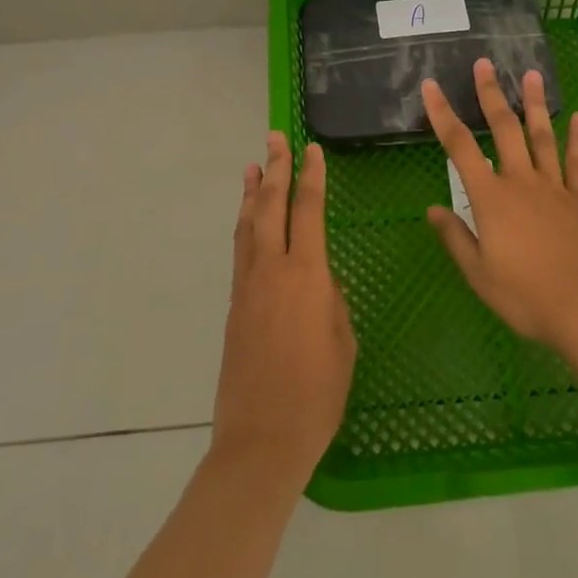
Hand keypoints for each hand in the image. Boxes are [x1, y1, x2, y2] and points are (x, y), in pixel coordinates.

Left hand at [211, 133, 356, 483]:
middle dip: (275, 169)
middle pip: (271, 207)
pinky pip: (240, 250)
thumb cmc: (317, 395)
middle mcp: (273, 270)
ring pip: (248, 225)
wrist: (262, 440)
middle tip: (275, 138)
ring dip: (252, 192)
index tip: (312, 149)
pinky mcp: (234, 305)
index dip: (311, 177)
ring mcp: (248, 287)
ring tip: (253, 165)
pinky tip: (247, 219)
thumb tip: (318, 283)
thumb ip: (331, 302)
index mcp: (307, 276)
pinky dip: (244, 224)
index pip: (308, 211)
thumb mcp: (343, 342)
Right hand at [423, 60, 577, 351]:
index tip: (431, 87)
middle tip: (485, 64)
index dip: (442, 114)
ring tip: (532, 74)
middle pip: (504, 129)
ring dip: (534, 104)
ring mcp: (555, 187)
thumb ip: (455, 237)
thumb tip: (432, 210)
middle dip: (491, 94)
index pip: (459, 147)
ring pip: (542, 136)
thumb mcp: (478, 274)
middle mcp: (521, 182)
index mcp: (491, 198)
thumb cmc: (524, 296)